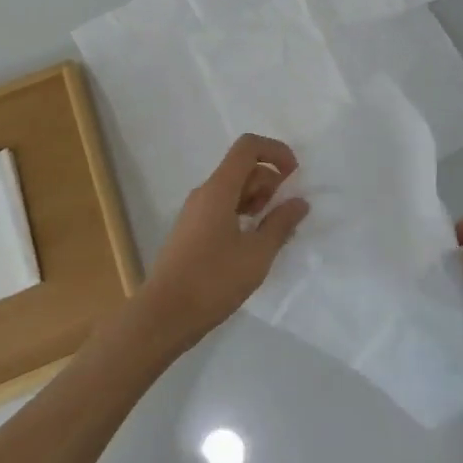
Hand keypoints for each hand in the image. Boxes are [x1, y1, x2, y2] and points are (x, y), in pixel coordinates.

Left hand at [135, 135, 308, 348]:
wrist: (163, 315)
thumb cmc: (213, 281)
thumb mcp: (257, 254)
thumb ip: (281, 224)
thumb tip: (299, 202)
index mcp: (219, 189)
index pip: (248, 147)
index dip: (275, 151)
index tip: (294, 175)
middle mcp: (204, 193)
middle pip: (242, 168)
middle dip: (270, 181)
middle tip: (285, 214)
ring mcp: (195, 212)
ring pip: (232, 189)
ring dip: (257, 199)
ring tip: (272, 232)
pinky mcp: (191, 231)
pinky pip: (222, 207)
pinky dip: (242, 214)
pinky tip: (253, 244)